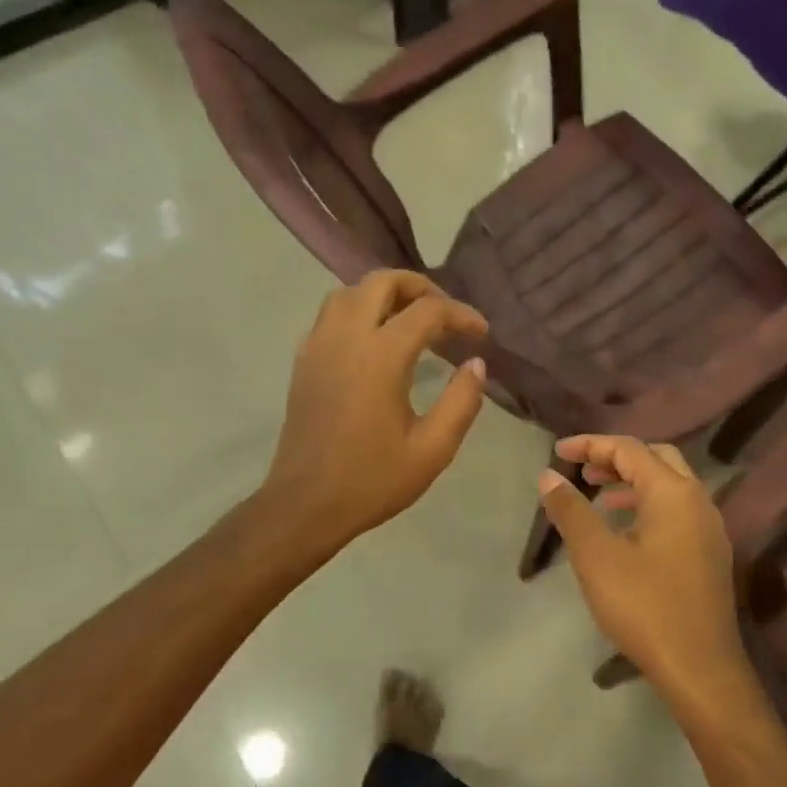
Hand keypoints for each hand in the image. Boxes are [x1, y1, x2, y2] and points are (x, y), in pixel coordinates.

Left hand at [262, 271, 490, 555]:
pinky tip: (375, 343)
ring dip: (385, 296)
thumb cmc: (372, 480)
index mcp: (380, 356)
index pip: (428, 311)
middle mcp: (345, 337)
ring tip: (411, 322)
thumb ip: (462, 401)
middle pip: (382, 281)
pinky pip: (330, 315)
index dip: (461, 315)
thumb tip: (475, 364)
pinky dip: (358, 311)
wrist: (305, 505)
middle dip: (421, 288)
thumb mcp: (433, 449)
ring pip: (350, 292)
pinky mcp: (303, 361)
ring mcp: (318, 345)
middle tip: (446, 316)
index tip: (482, 335)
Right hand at [538, 436, 757, 718]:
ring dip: (633, 482)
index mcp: (674, 492)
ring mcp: (709, 528)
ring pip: (670, 485)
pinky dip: (648, 505)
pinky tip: (626, 531)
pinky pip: (677, 511)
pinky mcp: (710, 554)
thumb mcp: (596, 556)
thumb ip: (572, 511)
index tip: (558, 452)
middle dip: (616, 458)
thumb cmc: (644, 606)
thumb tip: (549, 476)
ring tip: (599, 496)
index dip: (591, 445)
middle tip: (583, 470)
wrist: (700, 669)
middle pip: (656, 458)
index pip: (629, 449)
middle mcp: (698, 500)